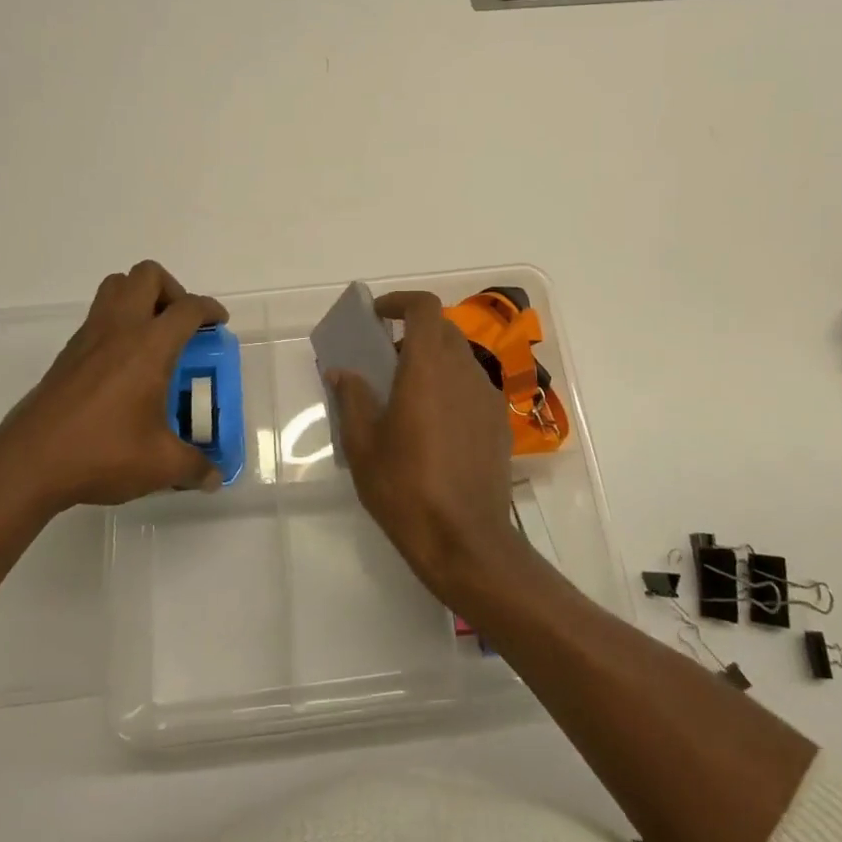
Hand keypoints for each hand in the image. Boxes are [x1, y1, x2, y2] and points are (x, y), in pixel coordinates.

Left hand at [0, 261, 226, 521]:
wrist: (28, 463)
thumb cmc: (101, 453)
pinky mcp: (67, 352)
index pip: (188, 308)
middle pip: (147, 275)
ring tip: (153, 336)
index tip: (218, 324)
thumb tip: (215, 476)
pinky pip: (98, 315)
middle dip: (172, 290)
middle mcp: (120, 329)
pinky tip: (124, 365)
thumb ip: (194, 467)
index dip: (210, 310)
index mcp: (150, 346)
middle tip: (181, 325)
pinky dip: (117, 322)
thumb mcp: (160, 465)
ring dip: (140, 298)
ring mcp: (89, 337)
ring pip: (116, 286)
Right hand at [326, 290, 519, 601]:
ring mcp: (487, 397)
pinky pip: (473, 387)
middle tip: (387, 359)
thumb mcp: (363, 445)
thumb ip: (353, 399)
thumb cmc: (405, 488)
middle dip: (414, 333)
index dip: (401, 302)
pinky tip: (435, 425)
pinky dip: (452, 386)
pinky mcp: (499, 423)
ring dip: (434, 361)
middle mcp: (463, 371)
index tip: (379, 315)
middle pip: (443, 330)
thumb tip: (342, 372)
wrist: (465, 540)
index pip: (424, 308)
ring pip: (460, 358)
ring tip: (408, 395)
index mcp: (428, 367)